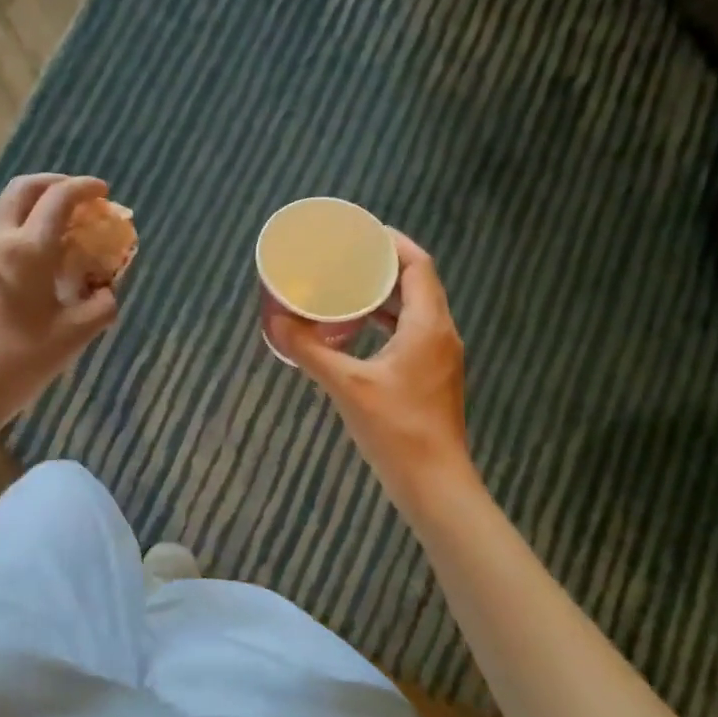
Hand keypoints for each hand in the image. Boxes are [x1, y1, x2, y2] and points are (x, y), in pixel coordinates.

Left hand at [0, 173, 119, 431]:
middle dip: (53, 183)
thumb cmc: (22, 361)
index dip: (84, 188)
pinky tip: (17, 249)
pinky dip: (5, 222)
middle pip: (23, 188)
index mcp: (28, 250)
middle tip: (75, 196)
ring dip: (24, 201)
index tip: (102, 192)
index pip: (59, 199)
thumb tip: (105, 290)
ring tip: (44, 220)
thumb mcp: (75, 335)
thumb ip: (101, 305)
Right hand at [269, 231, 470, 502]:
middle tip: (346, 257)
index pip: (419, 265)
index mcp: (429, 325)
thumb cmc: (396, 429)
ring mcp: (439, 357)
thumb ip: (310, 351)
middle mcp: (441, 333)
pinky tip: (357, 330)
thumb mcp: (347, 386)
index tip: (361, 233)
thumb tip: (276, 322)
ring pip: (415, 310)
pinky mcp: (432, 376)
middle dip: (383, 266)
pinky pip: (411, 332)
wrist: (434, 483)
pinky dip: (386, 322)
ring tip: (347, 286)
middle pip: (418, 283)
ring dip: (385, 295)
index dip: (393, 243)